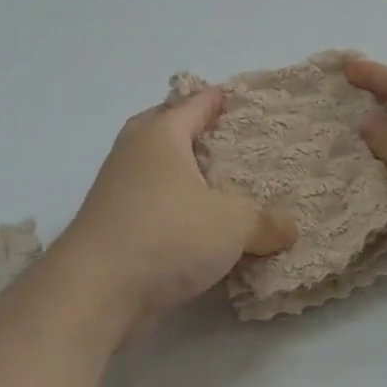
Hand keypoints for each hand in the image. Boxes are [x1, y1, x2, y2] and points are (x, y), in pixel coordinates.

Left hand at [55, 89, 296, 325]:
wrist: (97, 290)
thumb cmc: (167, 235)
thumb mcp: (232, 225)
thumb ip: (264, 222)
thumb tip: (289, 227)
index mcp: (159, 137)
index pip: (192, 105)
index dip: (215, 99)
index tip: (233, 96)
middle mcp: (132, 155)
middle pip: (160, 127)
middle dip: (187, 128)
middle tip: (221, 136)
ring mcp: (116, 191)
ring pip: (152, 168)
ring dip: (177, 170)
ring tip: (213, 181)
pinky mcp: (111, 226)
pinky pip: (148, 203)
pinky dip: (170, 206)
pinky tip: (193, 225)